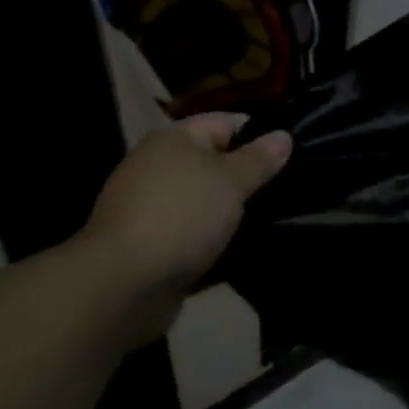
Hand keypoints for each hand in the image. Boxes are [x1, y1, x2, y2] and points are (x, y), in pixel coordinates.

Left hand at [76, 114, 291, 340]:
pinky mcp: (147, 247)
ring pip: (203, 202)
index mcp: (174, 139)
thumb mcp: (231, 181)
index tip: (288, 156)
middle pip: (213, 163)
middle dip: (245, 178)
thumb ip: (259, 158)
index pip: (226, 122)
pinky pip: (189, 236)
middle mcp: (157, 167)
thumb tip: (284, 135)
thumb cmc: (181, 216)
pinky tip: (238, 252)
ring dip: (229, 214)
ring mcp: (149, 208)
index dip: (259, 135)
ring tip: (268, 222)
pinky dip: (210, 242)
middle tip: (282, 191)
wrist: (120, 286)